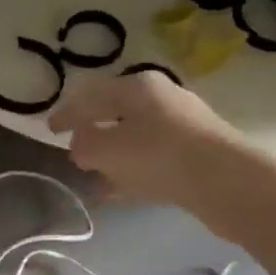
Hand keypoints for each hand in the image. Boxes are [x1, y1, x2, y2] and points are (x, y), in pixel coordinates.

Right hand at [48, 72, 245, 207]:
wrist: (226, 180)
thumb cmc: (158, 155)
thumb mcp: (106, 150)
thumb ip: (83, 145)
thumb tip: (81, 144)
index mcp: (136, 86)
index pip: (90, 94)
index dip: (66, 113)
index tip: (49, 129)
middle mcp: (161, 97)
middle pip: (116, 111)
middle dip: (93, 130)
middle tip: (76, 149)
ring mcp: (182, 123)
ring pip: (136, 136)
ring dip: (114, 154)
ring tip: (98, 174)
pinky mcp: (196, 151)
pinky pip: (153, 157)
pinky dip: (134, 169)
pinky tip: (124, 188)